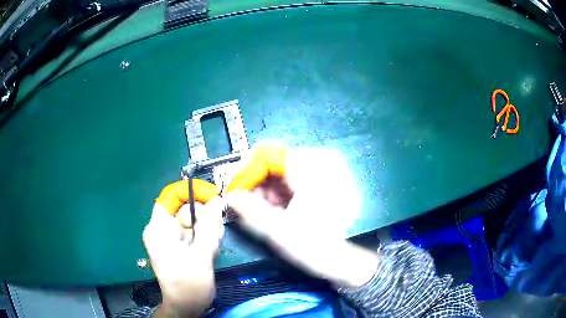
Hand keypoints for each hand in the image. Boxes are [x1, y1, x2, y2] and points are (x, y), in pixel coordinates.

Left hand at [143, 198, 224, 316]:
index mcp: (158, 228)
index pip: (171, 196)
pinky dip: (206, 237)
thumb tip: (217, 200)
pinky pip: (195, 232)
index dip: (191, 192)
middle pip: (185, 209)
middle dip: (204, 218)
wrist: (187, 306)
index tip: (212, 198)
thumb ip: (209, 226)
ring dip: (207, 230)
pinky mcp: (180, 245)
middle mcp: (162, 229)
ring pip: (193, 221)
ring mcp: (171, 238)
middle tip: (216, 234)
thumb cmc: (189, 284)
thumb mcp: (201, 255)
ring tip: (213, 247)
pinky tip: (211, 250)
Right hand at [224, 146, 378, 288]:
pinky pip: (296, 177)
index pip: (268, 155)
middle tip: (247, 203)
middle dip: (258, 182)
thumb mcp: (277, 229)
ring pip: (285, 169)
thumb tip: (230, 195)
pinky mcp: (328, 178)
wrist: (347, 259)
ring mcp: (328, 168)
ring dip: (269, 188)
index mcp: (312, 167)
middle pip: (276, 161)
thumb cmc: (315, 246)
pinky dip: (283, 190)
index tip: (235, 191)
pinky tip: (279, 207)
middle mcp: (322, 160)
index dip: (247, 172)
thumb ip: (250, 208)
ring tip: (264, 209)